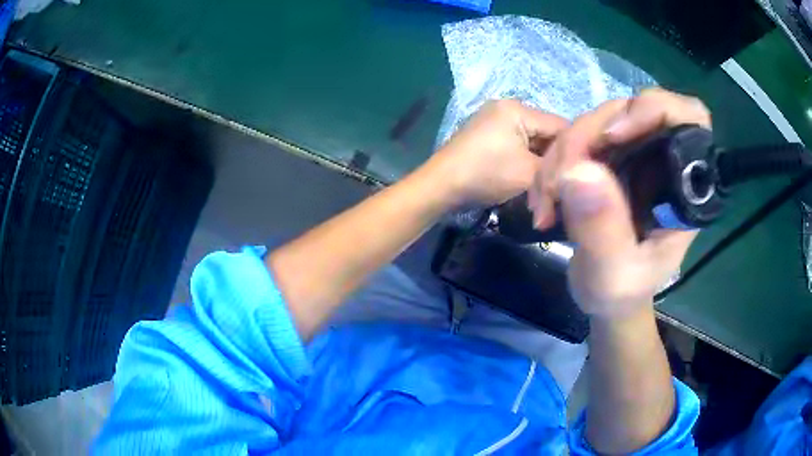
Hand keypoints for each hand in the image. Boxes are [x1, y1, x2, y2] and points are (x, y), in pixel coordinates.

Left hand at [428, 100, 567, 206]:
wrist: (441, 186)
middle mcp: (507, 107)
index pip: (560, 125)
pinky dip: (526, 157)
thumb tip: (573, 168)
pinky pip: (517, 142)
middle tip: (564, 179)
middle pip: (546, 131)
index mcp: (518, 109)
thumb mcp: (528, 173)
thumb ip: (555, 168)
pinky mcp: (487, 133)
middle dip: (555, 155)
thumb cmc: (486, 174)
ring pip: (532, 138)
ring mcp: (494, 119)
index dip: (573, 149)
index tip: (581, 172)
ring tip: (548, 180)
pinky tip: (530, 174)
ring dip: (540, 158)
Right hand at [528, 88, 711, 320]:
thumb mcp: (613, 276)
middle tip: (556, 184)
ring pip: (597, 123)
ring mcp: (635, 155)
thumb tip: (577, 171)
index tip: (613, 136)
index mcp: (683, 187)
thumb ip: (603, 232)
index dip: (655, 109)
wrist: (606, 296)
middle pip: (628, 112)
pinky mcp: (609, 159)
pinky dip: (553, 163)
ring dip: (562, 154)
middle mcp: (662, 160)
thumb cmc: (622, 293)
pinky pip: (578, 139)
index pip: (689, 117)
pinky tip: (543, 199)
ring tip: (545, 202)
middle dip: (586, 139)